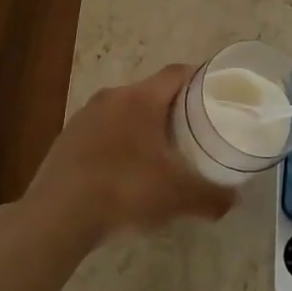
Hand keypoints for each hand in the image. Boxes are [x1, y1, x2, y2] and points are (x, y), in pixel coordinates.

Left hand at [23, 64, 238, 246]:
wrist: (56, 217)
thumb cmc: (125, 191)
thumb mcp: (179, 197)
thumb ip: (213, 197)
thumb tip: (234, 200)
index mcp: (141, 98)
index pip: (178, 73)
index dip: (201, 79)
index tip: (217, 95)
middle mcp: (112, 98)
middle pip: (152, 92)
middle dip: (174, 109)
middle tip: (195, 131)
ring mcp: (84, 117)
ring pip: (125, 113)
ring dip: (144, 127)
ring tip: (161, 154)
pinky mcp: (66, 140)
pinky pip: (103, 133)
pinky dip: (120, 145)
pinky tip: (126, 174)